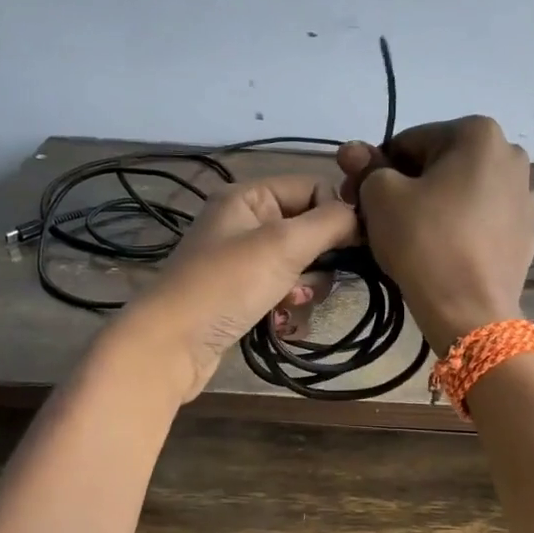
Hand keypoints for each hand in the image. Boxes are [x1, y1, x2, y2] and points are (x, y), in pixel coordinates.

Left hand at [111, 175, 357, 400]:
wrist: (171, 344)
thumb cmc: (228, 284)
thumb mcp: (284, 244)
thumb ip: (330, 222)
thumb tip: (362, 215)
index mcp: (249, 196)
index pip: (313, 188)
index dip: (336, 213)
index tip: (355, 245)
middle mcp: (245, 221)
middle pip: (309, 228)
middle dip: (321, 257)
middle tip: (316, 278)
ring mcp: (242, 260)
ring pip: (301, 263)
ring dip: (307, 285)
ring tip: (291, 302)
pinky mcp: (242, 293)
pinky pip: (283, 288)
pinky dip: (289, 302)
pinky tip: (281, 318)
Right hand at [336, 116, 533, 350]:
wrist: (471, 311)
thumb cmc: (424, 242)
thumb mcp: (381, 197)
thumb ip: (367, 168)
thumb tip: (354, 151)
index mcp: (479, 133)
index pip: (409, 142)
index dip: (377, 169)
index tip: (358, 198)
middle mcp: (511, 155)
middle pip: (439, 164)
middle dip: (406, 185)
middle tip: (377, 219)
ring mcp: (524, 195)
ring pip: (461, 192)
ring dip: (433, 205)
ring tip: (410, 238)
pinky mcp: (526, 232)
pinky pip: (481, 219)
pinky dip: (459, 227)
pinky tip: (442, 252)